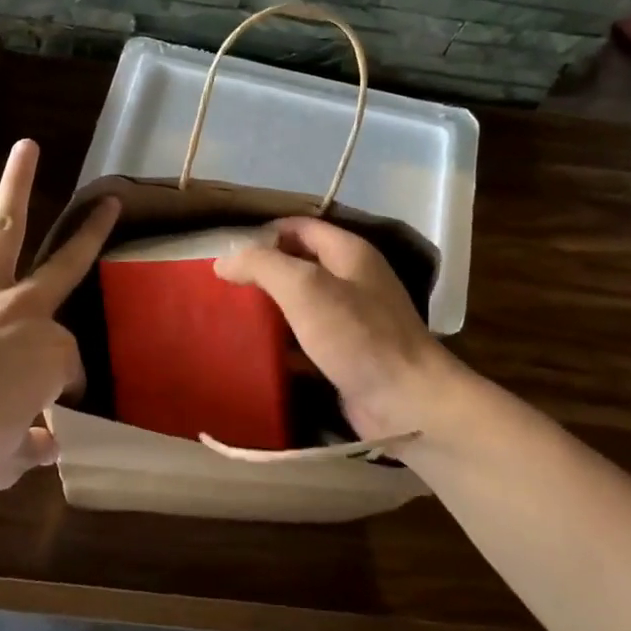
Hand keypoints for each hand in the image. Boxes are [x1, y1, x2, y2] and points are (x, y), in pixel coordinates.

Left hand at [0, 140, 118, 511]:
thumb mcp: (3, 464)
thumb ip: (31, 447)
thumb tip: (47, 442)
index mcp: (48, 356)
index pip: (69, 366)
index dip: (63, 388)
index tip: (51, 411)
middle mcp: (22, 311)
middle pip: (65, 264)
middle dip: (91, 232)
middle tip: (109, 201)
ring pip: (6, 228)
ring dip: (17, 186)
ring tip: (25, 149)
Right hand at [214, 217, 454, 442]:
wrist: (407, 403)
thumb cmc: (356, 335)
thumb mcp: (304, 288)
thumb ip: (263, 265)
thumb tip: (224, 260)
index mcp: (348, 252)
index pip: (298, 227)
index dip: (262, 234)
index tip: (227, 254)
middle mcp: (353, 279)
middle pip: (298, 264)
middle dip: (263, 272)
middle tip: (223, 287)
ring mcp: (352, 319)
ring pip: (301, 304)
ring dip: (270, 309)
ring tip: (230, 317)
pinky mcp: (347, 355)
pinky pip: (307, 340)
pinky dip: (283, 343)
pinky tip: (256, 353)